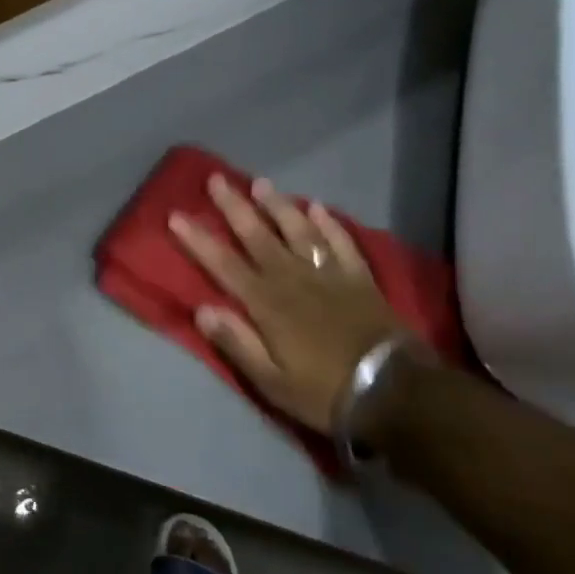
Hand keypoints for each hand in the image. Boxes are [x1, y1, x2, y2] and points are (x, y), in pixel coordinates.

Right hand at [169, 175, 404, 433]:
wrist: (398, 394)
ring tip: (261, 183)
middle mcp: (293, 279)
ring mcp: (328, 275)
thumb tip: (202, 309)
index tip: (176, 215)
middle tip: (217, 179)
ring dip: (278, 206)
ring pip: (298, 231)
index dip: (198, 240)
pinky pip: (341, 243)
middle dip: (234, 207)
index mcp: (266, 304)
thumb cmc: (325, 392)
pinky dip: (329, 224)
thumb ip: (236, 343)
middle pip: (257, 236)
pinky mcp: (360, 279)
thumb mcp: (272, 381)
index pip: (223, 264)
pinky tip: (319, 207)